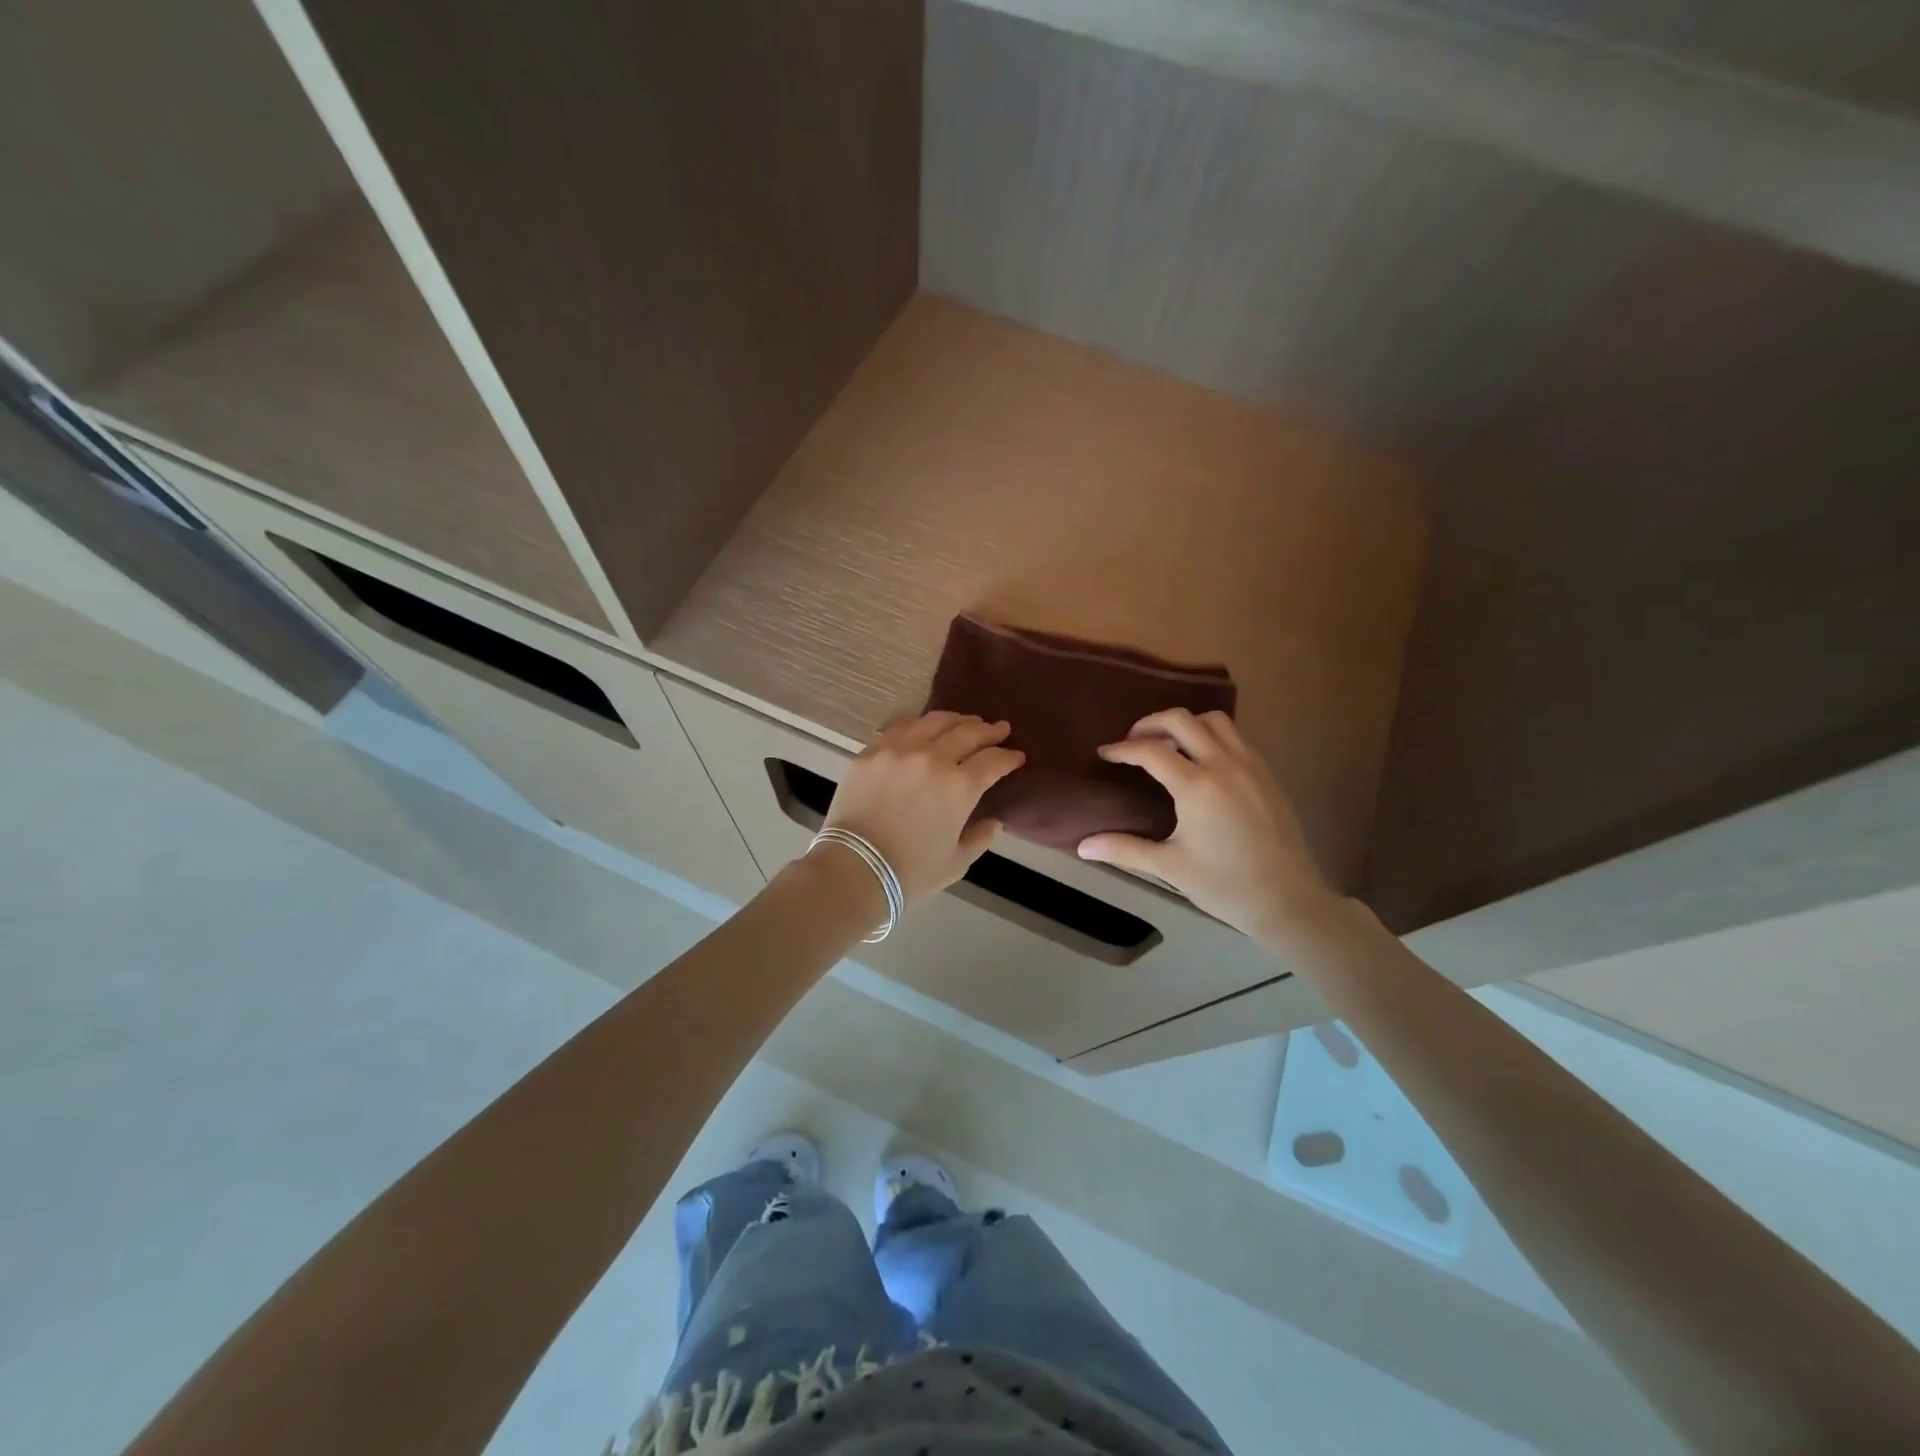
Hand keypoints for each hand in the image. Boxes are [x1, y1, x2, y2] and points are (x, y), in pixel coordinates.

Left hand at [820, 712, 1024, 905]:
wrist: (854, 870)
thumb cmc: (910, 873)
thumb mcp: (956, 862)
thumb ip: (980, 838)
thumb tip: (993, 822)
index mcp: (960, 787)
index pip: (993, 761)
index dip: (1009, 757)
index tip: (1017, 756)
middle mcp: (933, 758)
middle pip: (967, 733)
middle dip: (988, 730)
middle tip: (999, 729)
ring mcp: (899, 750)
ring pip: (934, 721)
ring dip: (957, 719)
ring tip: (967, 721)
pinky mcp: (872, 751)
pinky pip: (901, 728)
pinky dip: (921, 725)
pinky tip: (926, 727)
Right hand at [1077, 708, 1336, 943]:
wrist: (1288, 901)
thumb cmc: (1225, 885)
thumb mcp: (1169, 867)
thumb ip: (1124, 849)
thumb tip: (1082, 846)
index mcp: (1197, 786)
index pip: (1151, 751)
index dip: (1122, 749)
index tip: (1104, 754)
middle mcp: (1224, 765)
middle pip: (1182, 719)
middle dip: (1150, 723)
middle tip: (1132, 741)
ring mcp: (1251, 766)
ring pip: (1215, 719)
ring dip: (1186, 723)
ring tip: (1168, 744)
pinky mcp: (1268, 774)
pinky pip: (1236, 737)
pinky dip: (1212, 735)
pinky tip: (1202, 761)